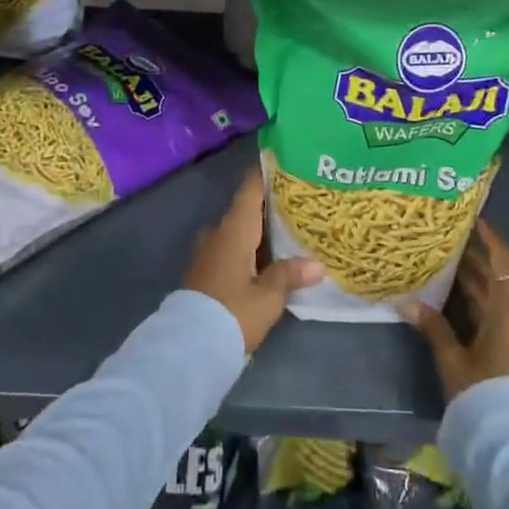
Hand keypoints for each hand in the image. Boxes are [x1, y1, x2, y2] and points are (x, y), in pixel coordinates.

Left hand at [184, 168, 322, 353]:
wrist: (190, 346)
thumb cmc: (233, 312)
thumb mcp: (268, 296)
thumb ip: (290, 275)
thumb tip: (318, 264)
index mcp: (234, 230)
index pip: (249, 191)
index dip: (263, 175)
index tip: (281, 162)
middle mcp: (217, 234)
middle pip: (243, 211)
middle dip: (266, 206)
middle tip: (295, 203)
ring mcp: (207, 254)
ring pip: (235, 232)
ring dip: (256, 231)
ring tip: (284, 232)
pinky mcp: (204, 273)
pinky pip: (228, 250)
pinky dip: (246, 249)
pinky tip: (264, 260)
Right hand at [400, 219, 508, 401]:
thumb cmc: (482, 392)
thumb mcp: (453, 358)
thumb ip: (433, 327)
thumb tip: (406, 301)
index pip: (504, 263)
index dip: (491, 239)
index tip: (474, 220)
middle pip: (501, 283)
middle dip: (475, 265)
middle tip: (447, 246)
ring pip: (501, 304)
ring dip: (477, 289)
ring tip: (446, 272)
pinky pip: (503, 322)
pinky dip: (483, 309)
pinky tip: (458, 308)